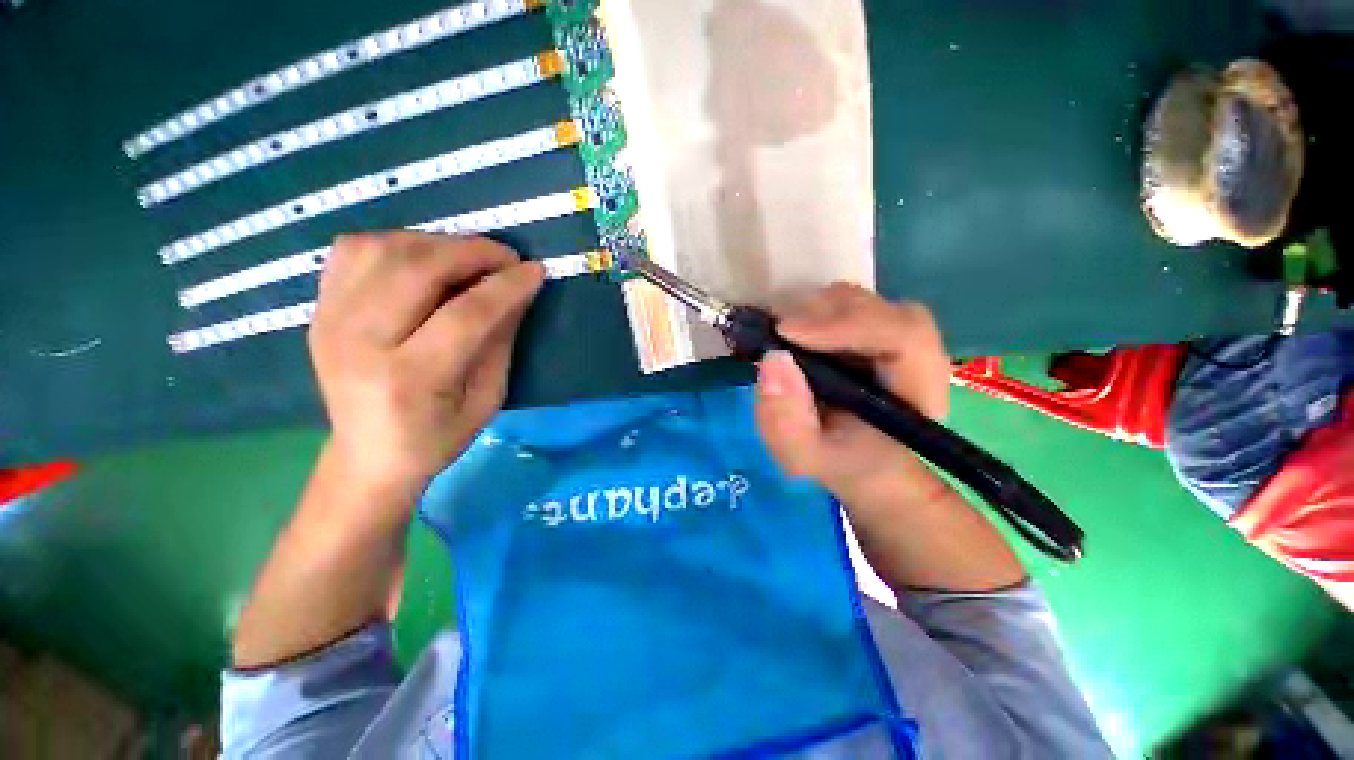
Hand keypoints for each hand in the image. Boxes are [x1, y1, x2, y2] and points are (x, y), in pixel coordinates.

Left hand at [309, 232, 544, 491]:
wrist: (367, 456)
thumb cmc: (437, 437)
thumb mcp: (487, 399)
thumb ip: (500, 340)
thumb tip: (518, 290)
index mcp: (409, 379)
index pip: (465, 315)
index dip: (506, 287)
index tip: (535, 271)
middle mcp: (360, 343)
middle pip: (417, 270)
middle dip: (471, 252)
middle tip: (505, 258)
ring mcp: (330, 321)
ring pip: (381, 249)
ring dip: (435, 242)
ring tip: (467, 258)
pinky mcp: (319, 309)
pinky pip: (353, 250)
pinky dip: (395, 243)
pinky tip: (423, 259)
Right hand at [754, 283, 950, 498]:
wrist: (860, 461)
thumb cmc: (838, 462)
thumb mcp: (802, 455)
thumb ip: (786, 420)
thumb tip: (773, 359)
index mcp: (916, 393)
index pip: (903, 337)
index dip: (846, 325)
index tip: (787, 332)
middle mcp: (917, 357)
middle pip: (883, 311)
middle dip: (826, 314)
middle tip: (779, 331)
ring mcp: (897, 339)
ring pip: (865, 303)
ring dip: (818, 310)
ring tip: (784, 333)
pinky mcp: (875, 331)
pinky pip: (848, 308)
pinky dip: (816, 312)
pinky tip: (795, 332)